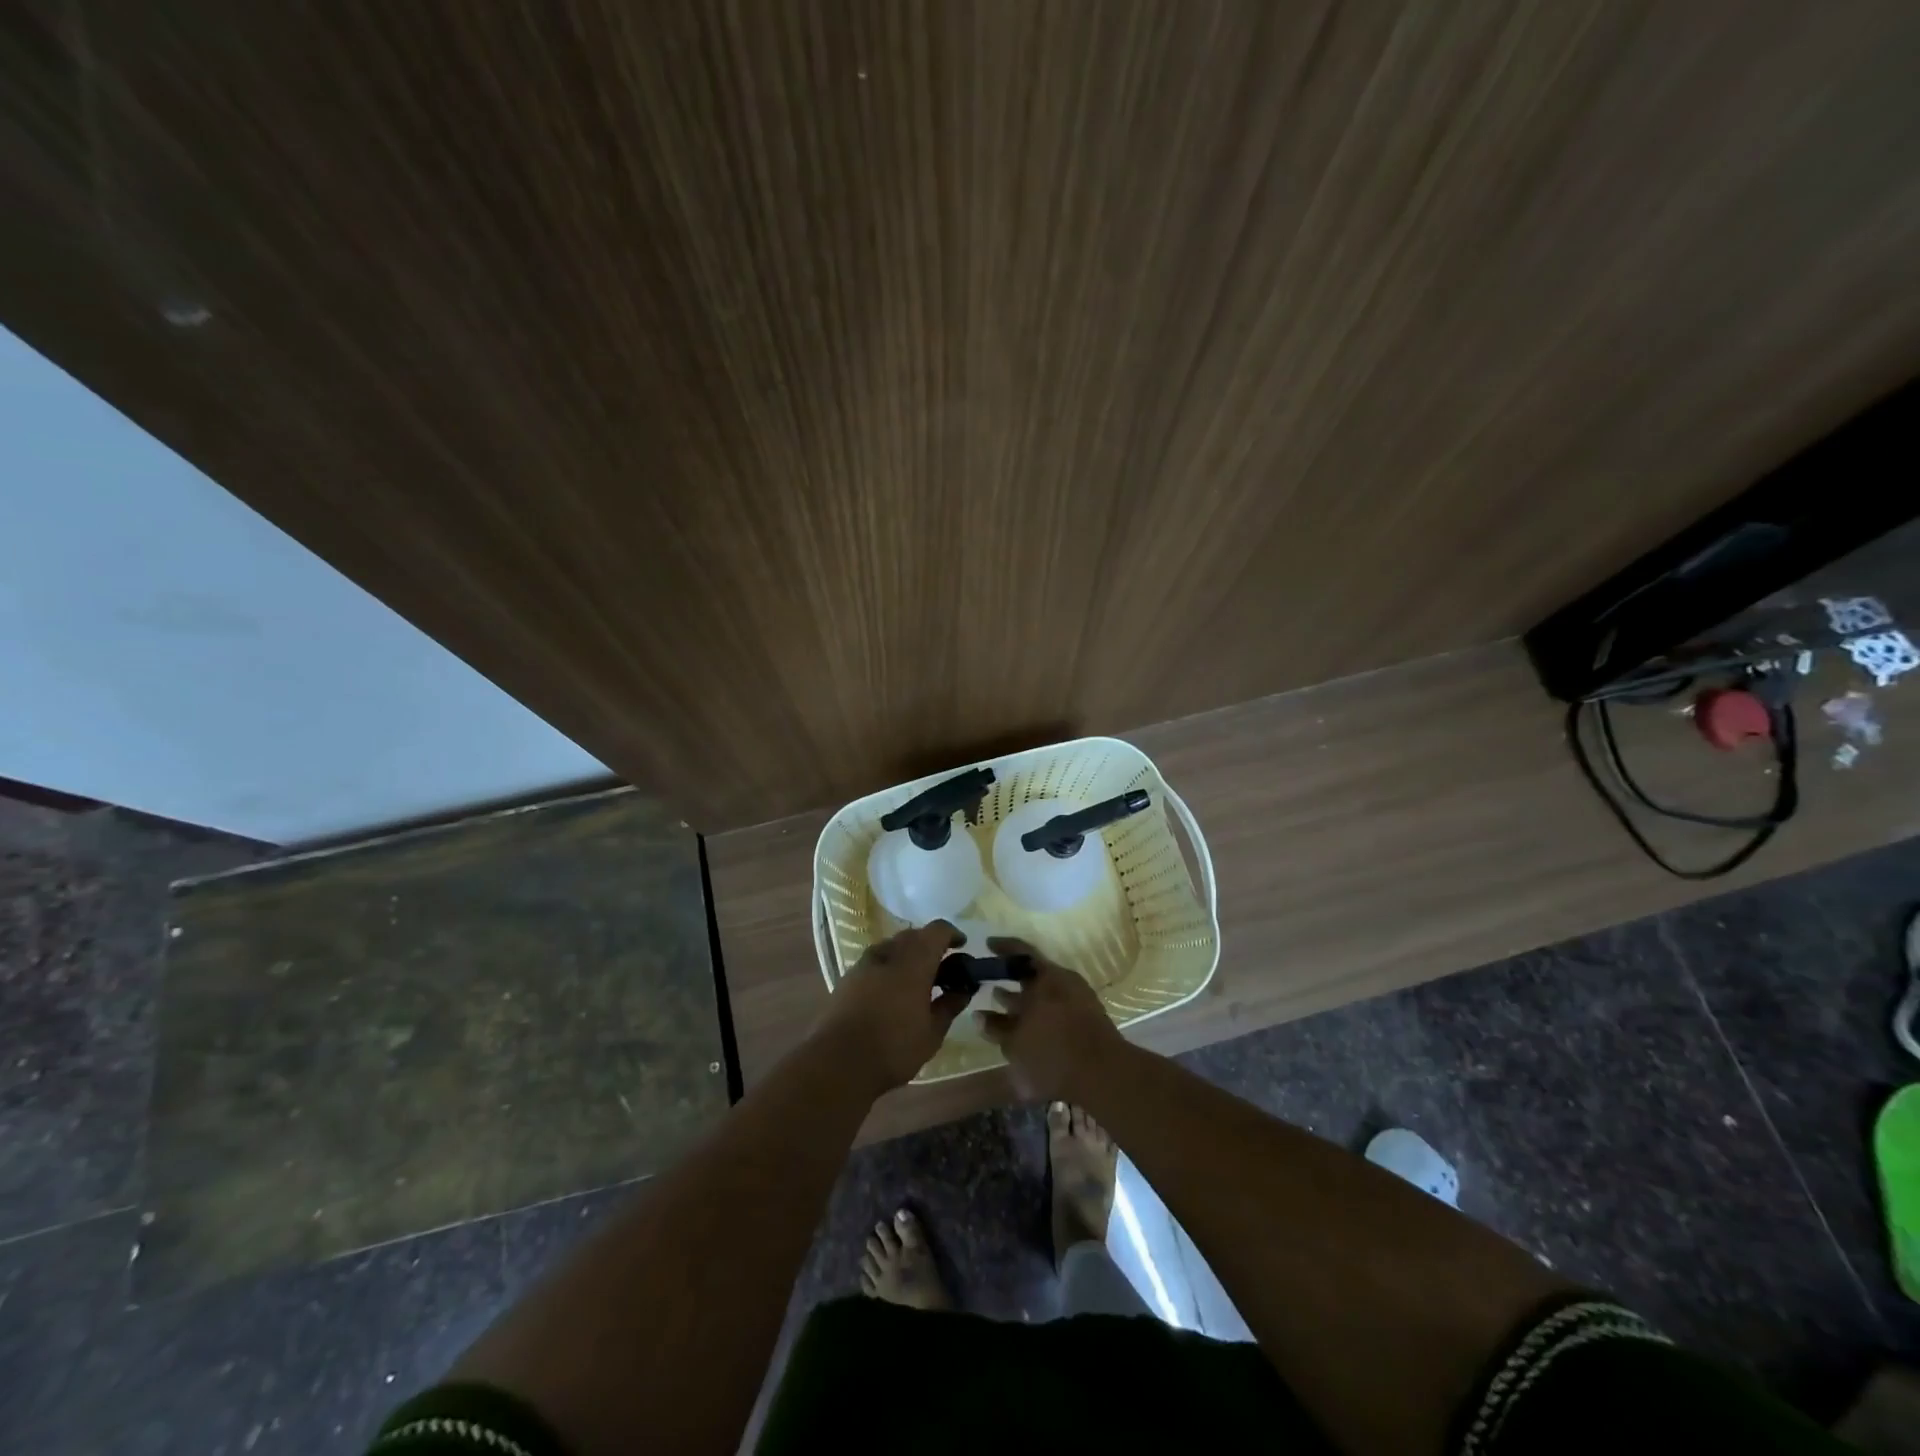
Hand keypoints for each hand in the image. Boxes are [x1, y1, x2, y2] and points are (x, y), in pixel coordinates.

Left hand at [817, 921, 973, 1094]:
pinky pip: (876, 962)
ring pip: (892, 947)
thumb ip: (950, 1005)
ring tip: (917, 984)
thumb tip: (964, 989)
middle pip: (914, 936)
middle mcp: (889, 952)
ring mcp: (864, 963)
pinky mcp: (847, 977)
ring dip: (908, 957)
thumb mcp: (932, 1032)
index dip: (952, 934)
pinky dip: (889, 969)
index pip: (937, 930)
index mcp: (914, 960)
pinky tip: (892, 995)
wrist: (837, 1062)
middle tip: (943, 971)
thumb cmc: (893, 1047)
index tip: (962, 947)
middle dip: (930, 947)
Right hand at [976, 938, 1126, 1100]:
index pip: (1021, 951)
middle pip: (1033, 971)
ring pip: (1045, 989)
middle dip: (1010, 976)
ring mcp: (1079, 996)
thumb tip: (979, 1015)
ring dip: (1023, 995)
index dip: (1003, 946)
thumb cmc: (1053, 1055)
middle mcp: (1063, 980)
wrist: (1105, 1075)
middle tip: (989, 979)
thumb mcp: (1015, 1045)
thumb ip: (996, 1027)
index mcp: (1045, 977)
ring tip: (1001, 1001)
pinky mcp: (1088, 1015)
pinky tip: (1027, 1024)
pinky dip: (1038, 1008)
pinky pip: (1057, 1003)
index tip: (987, 944)